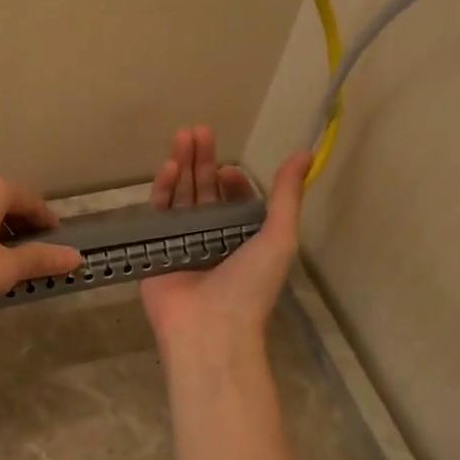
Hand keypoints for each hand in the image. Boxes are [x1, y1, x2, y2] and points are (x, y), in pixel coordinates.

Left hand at [0, 170, 82, 328]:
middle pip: (8, 205)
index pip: (33, 202)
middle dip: (25, 232)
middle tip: (36, 264)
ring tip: (7, 270)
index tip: (61, 250)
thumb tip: (75, 255)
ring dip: (0, 237)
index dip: (50, 227)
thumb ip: (40, 259)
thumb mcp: (1, 269)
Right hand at [139, 126, 309, 355]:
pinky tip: (167, 167)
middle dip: (202, 161)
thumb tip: (304, 153)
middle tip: (199, 131)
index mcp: (241, 239)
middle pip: (204, 192)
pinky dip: (163, 190)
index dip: (232, 181)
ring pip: (181, 198)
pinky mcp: (155, 249)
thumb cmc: (250, 285)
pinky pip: (158, 215)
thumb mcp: (279, 238)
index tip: (228, 170)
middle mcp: (210, 238)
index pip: (233, 201)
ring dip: (182, 167)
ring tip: (182, 136)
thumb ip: (286, 196)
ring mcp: (181, 243)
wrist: (211, 329)